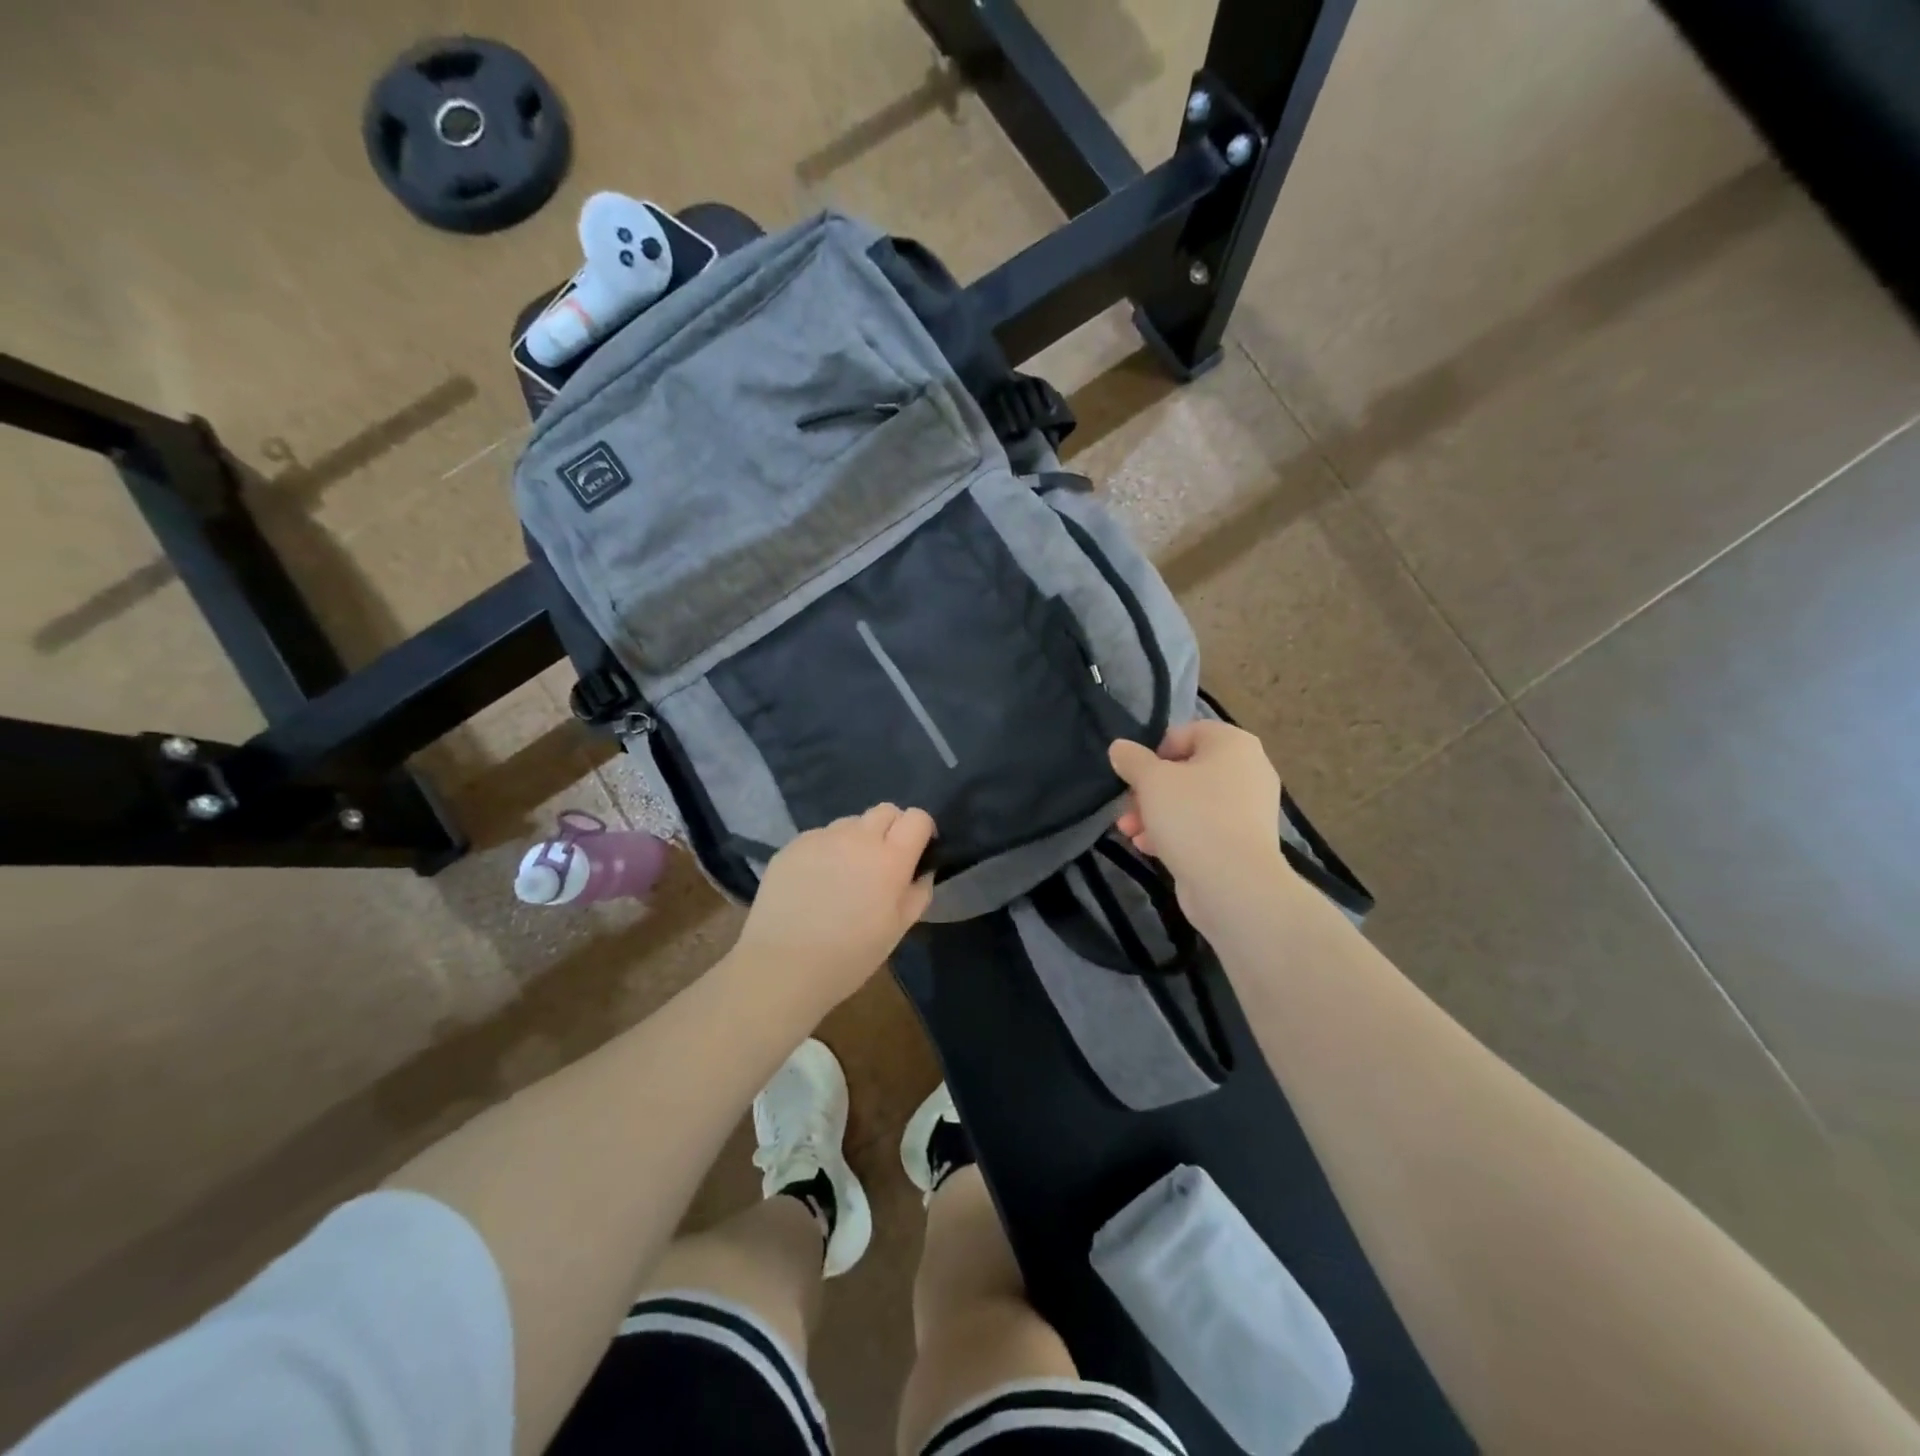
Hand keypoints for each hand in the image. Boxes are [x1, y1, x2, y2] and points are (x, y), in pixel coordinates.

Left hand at [732, 804, 935, 1012]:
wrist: (783, 966)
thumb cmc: (850, 956)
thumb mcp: (897, 930)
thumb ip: (918, 893)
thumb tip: (921, 872)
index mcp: (890, 858)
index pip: (917, 817)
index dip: (921, 830)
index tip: (917, 852)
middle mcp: (858, 837)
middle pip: (885, 810)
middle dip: (892, 828)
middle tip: (883, 861)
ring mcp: (822, 837)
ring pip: (850, 822)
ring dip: (857, 838)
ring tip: (845, 872)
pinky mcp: (793, 845)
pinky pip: (820, 836)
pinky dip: (827, 850)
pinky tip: (816, 881)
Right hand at [1109, 722, 1287, 927]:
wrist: (1234, 884)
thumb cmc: (1193, 816)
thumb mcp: (1152, 781)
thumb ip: (1132, 760)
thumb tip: (1120, 747)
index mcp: (1233, 745)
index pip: (1188, 732)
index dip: (1155, 751)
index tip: (1135, 774)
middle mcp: (1247, 771)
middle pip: (1186, 770)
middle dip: (1149, 790)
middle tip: (1126, 807)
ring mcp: (1247, 809)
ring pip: (1191, 802)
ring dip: (1155, 814)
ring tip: (1128, 832)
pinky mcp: (1242, 842)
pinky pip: (1203, 827)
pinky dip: (1175, 833)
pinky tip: (1148, 848)